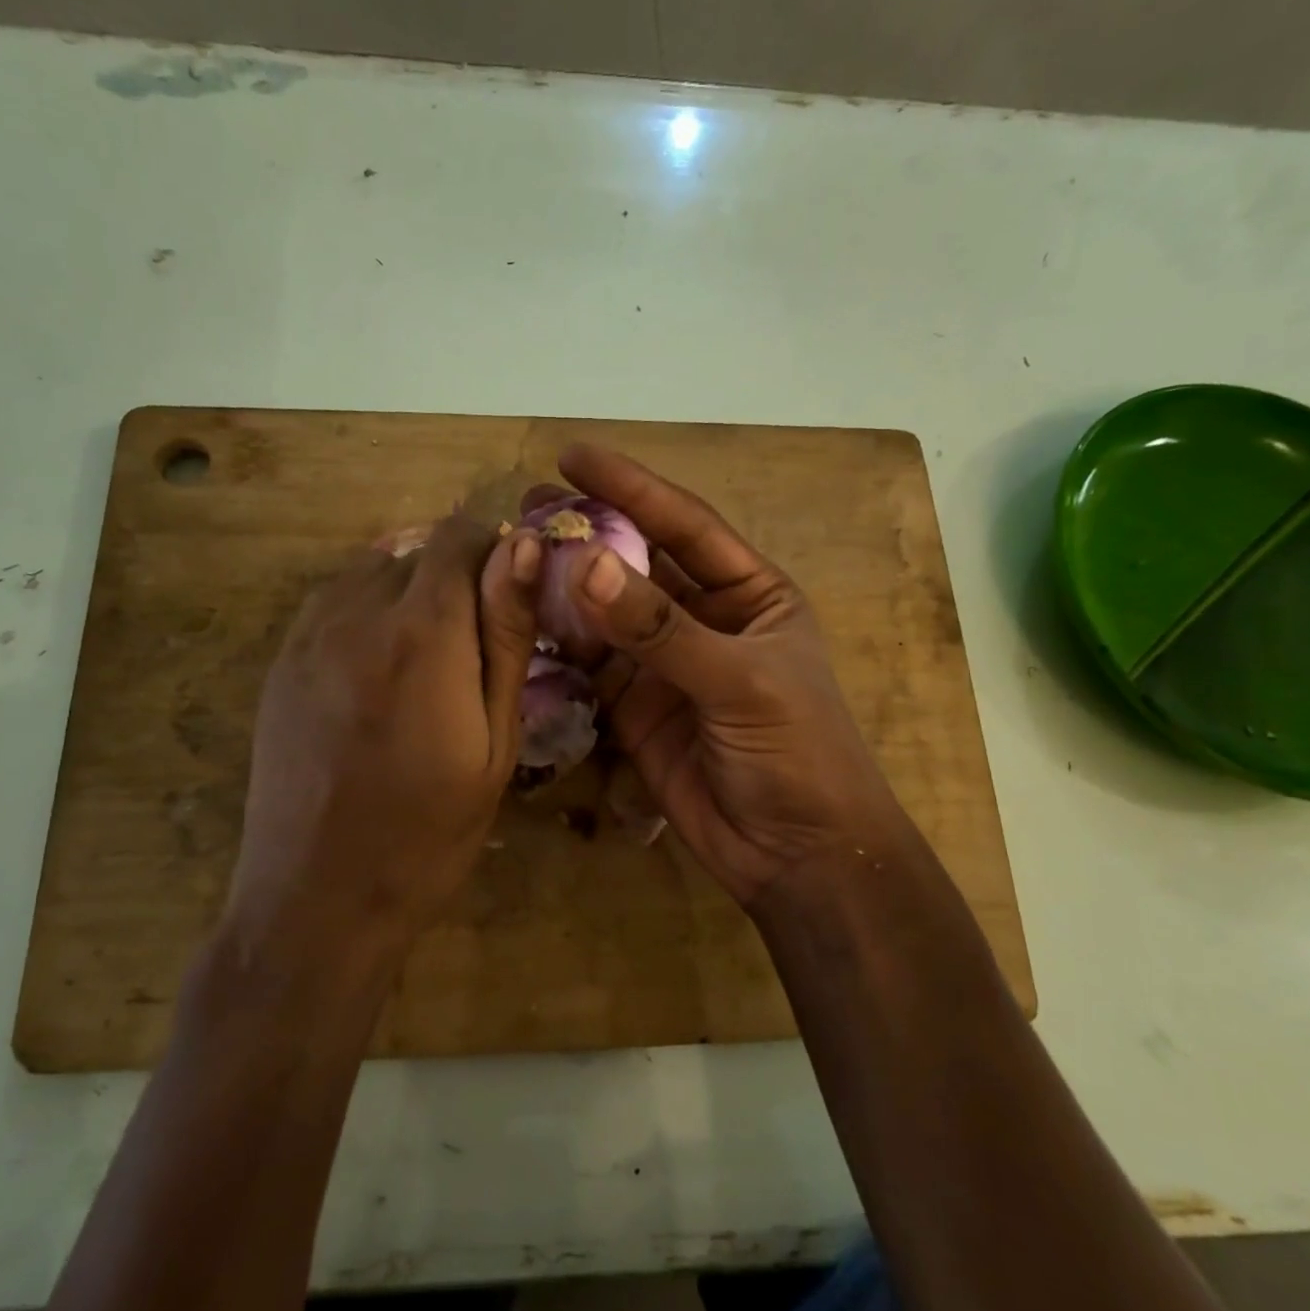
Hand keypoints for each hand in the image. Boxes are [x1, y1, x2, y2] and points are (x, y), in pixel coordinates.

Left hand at [226, 517, 540, 954]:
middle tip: (477, 645)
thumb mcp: (494, 742)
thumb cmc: (429, 834)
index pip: (461, 536)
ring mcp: (307, 635)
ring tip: (430, 657)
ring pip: (372, 569)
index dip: (496, 553)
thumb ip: (506, 637)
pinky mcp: (279, 661)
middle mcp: (357, 613)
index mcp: (422, 633)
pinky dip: (368, 610)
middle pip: (418, 549)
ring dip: (411, 591)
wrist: (318, 899)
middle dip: (458, 577)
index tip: (513, 599)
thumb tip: (523, 546)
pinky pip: (333, 601)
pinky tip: (381, 667)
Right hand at [544, 445, 905, 909]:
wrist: (795, 853)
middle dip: (589, 536)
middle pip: (637, 566)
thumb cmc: (797, 754)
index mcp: (749, 595)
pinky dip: (558, 649)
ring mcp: (664, 667)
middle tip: (527, 508)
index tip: (573, 457)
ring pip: (605, 616)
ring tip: (512, 561)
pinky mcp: (633, 710)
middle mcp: (704, 620)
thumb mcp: (740, 681)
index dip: (632, 488)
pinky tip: (521, 625)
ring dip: (564, 592)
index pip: (686, 525)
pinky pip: (589, 668)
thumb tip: (588, 565)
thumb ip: (662, 629)